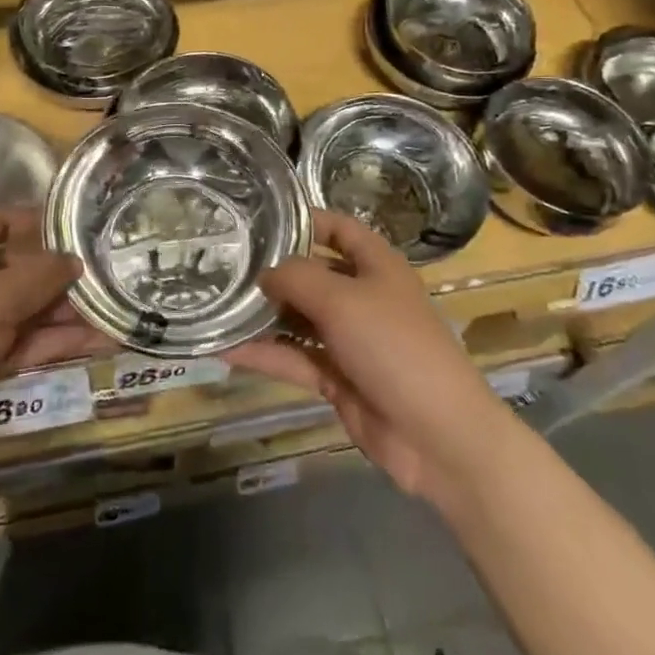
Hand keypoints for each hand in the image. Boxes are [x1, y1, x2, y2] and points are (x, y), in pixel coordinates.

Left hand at [0, 208, 106, 477]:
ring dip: (65, 315)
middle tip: (110, 277)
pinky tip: (96, 344)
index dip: (36, 221)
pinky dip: (53, 345)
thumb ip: (38, 276)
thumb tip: (74, 260)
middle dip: (61, 276)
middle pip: (17, 270)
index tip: (79, 227)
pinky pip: (19, 346)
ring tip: (116, 313)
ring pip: (23, 312)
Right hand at [227, 212, 505, 511]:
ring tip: (217, 304)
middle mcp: (363, 296)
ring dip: (264, 314)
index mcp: (376, 265)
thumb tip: (264, 274)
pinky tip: (227, 351)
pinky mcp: (338, 378)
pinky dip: (266, 354)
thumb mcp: (342, 299)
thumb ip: (296, 278)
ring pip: (300, 318)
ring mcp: (350, 339)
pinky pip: (296, 358)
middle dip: (274, 270)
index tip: (260, 218)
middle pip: (313, 273)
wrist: (437, 436)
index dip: (305, 219)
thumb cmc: (394, 346)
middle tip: (223, 264)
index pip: (339, 228)